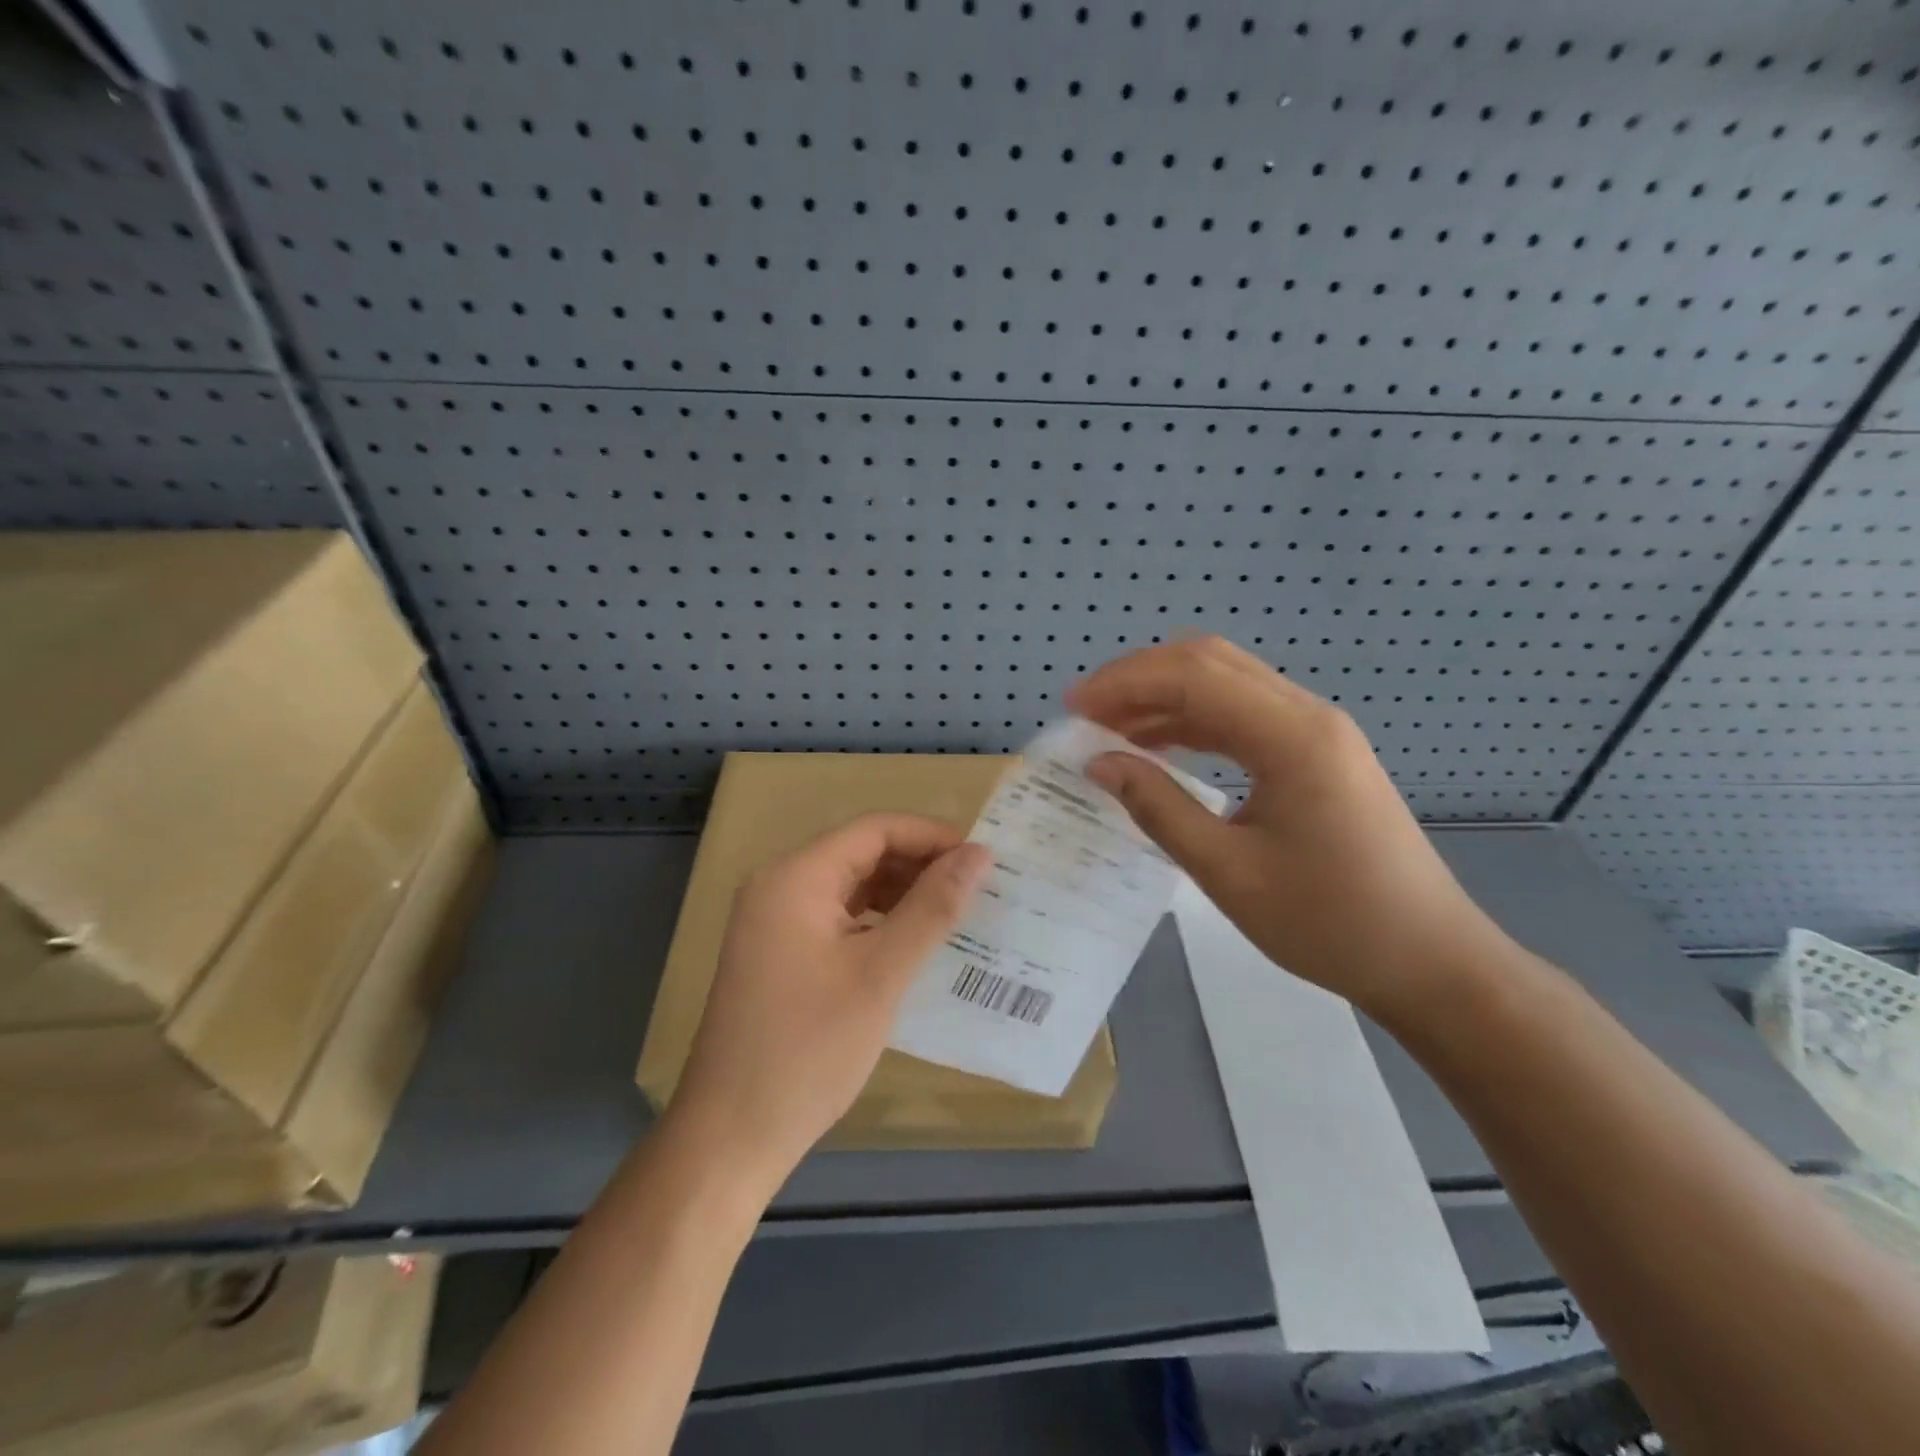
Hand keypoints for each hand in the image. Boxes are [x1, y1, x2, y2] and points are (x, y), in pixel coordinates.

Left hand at [669, 813, 989, 1190]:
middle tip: (977, 890)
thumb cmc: (809, 1049)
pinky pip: (837, 918)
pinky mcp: (777, 953)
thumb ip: (932, 908)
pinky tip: (912, 944)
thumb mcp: (881, 974)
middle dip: (919, 865)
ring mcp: (773, 921)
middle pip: (861, 853)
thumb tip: (979, 854)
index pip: (874, 830)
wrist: (732, 1137)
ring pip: (850, 886)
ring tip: (954, 915)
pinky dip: (877, 922)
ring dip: (901, 894)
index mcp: (795, 878)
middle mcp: (779, 886)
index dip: (931, 836)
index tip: (983, 859)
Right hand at [1067, 638, 1509, 1016]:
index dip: (1124, 683)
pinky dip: (1194, 720)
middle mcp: (1307, 715)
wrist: (1430, 960)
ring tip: (1111, 729)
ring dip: (1165, 697)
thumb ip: (1158, 808)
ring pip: (1227, 683)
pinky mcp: (1318, 752)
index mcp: (1291, 737)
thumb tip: (1100, 763)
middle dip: (1140, 678)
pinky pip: (1244, 715)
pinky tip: (1160, 747)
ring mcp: (1318, 731)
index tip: (1073, 709)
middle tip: (1087, 712)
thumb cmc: (1330, 924)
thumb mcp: (1228, 872)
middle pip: (1210, 662)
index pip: (1193, 677)